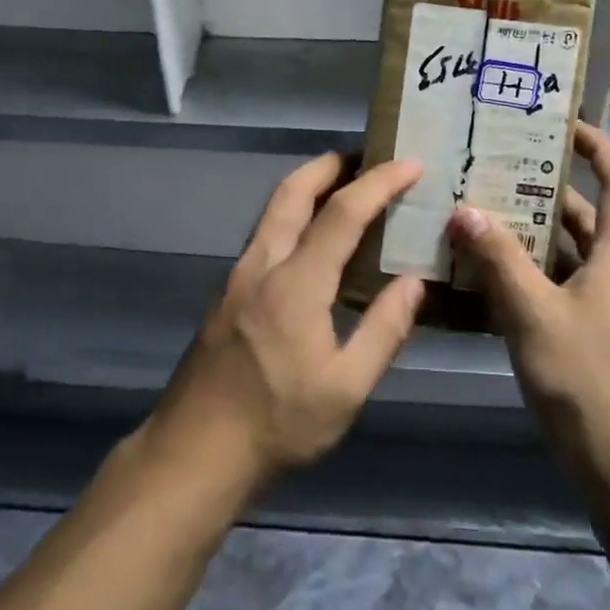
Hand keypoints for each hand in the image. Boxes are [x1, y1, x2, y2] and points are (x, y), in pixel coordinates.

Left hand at [138, 155, 427, 496]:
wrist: (194, 452)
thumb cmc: (278, 424)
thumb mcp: (345, 388)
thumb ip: (384, 330)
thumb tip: (414, 282)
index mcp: (296, 283)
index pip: (343, 213)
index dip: (380, 183)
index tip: (411, 163)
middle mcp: (263, 264)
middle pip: (293, 191)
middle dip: (331, 164)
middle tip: (367, 157)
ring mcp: (239, 275)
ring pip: (273, 208)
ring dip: (308, 185)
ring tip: (345, 187)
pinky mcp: (228, 291)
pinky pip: (266, 233)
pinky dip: (294, 214)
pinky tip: (313, 239)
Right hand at [447, 123, 609, 505]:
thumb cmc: (589, 384)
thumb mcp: (535, 316)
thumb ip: (499, 261)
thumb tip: (465, 210)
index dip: (601, 148)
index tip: (563, 124)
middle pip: (586, 217)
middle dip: (544, 190)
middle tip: (495, 170)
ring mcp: (605, 310)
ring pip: (566, 255)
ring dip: (529, 235)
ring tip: (478, 215)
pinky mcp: (590, 338)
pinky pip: (556, 288)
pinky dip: (526, 276)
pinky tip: (484, 278)